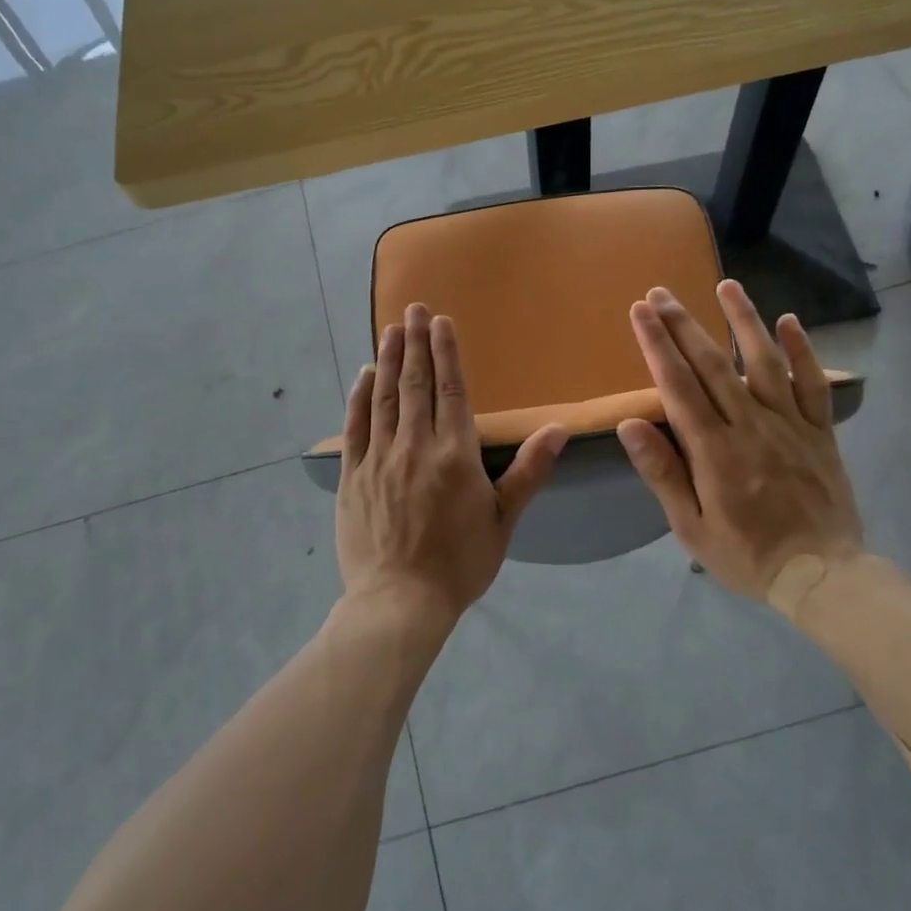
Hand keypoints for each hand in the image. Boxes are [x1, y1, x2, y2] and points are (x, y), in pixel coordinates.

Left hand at [336, 303, 567, 625]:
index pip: (450, 390)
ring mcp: (379, 459)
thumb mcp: (503, 521)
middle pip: (415, 384)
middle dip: (415, 343)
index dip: (446, 352)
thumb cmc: (460, 564)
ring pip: (384, 398)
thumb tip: (558, 429)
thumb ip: (528, 471)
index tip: (442, 321)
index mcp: (455, 455)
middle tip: (414, 310)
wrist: (400, 601)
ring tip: (390, 330)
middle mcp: (415, 447)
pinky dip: (359, 397)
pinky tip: (363, 375)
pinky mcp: (353, 477)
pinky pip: (356, 427)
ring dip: (387, 360)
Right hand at [617, 280, 863, 599]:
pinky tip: (790, 321)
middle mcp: (751, 426)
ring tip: (726, 285)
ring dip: (744, 320)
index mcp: (715, 451)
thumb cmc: (747, 555)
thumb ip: (663, 473)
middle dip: (683, 324)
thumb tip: (631, 425)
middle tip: (661, 292)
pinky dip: (803, 351)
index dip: (657, 345)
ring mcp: (790, 425)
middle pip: (713, 365)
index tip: (640, 312)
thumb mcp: (691, 527)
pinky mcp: (820, 432)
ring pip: (764, 362)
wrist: (822, 576)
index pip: (678, 386)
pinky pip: (813, 384)